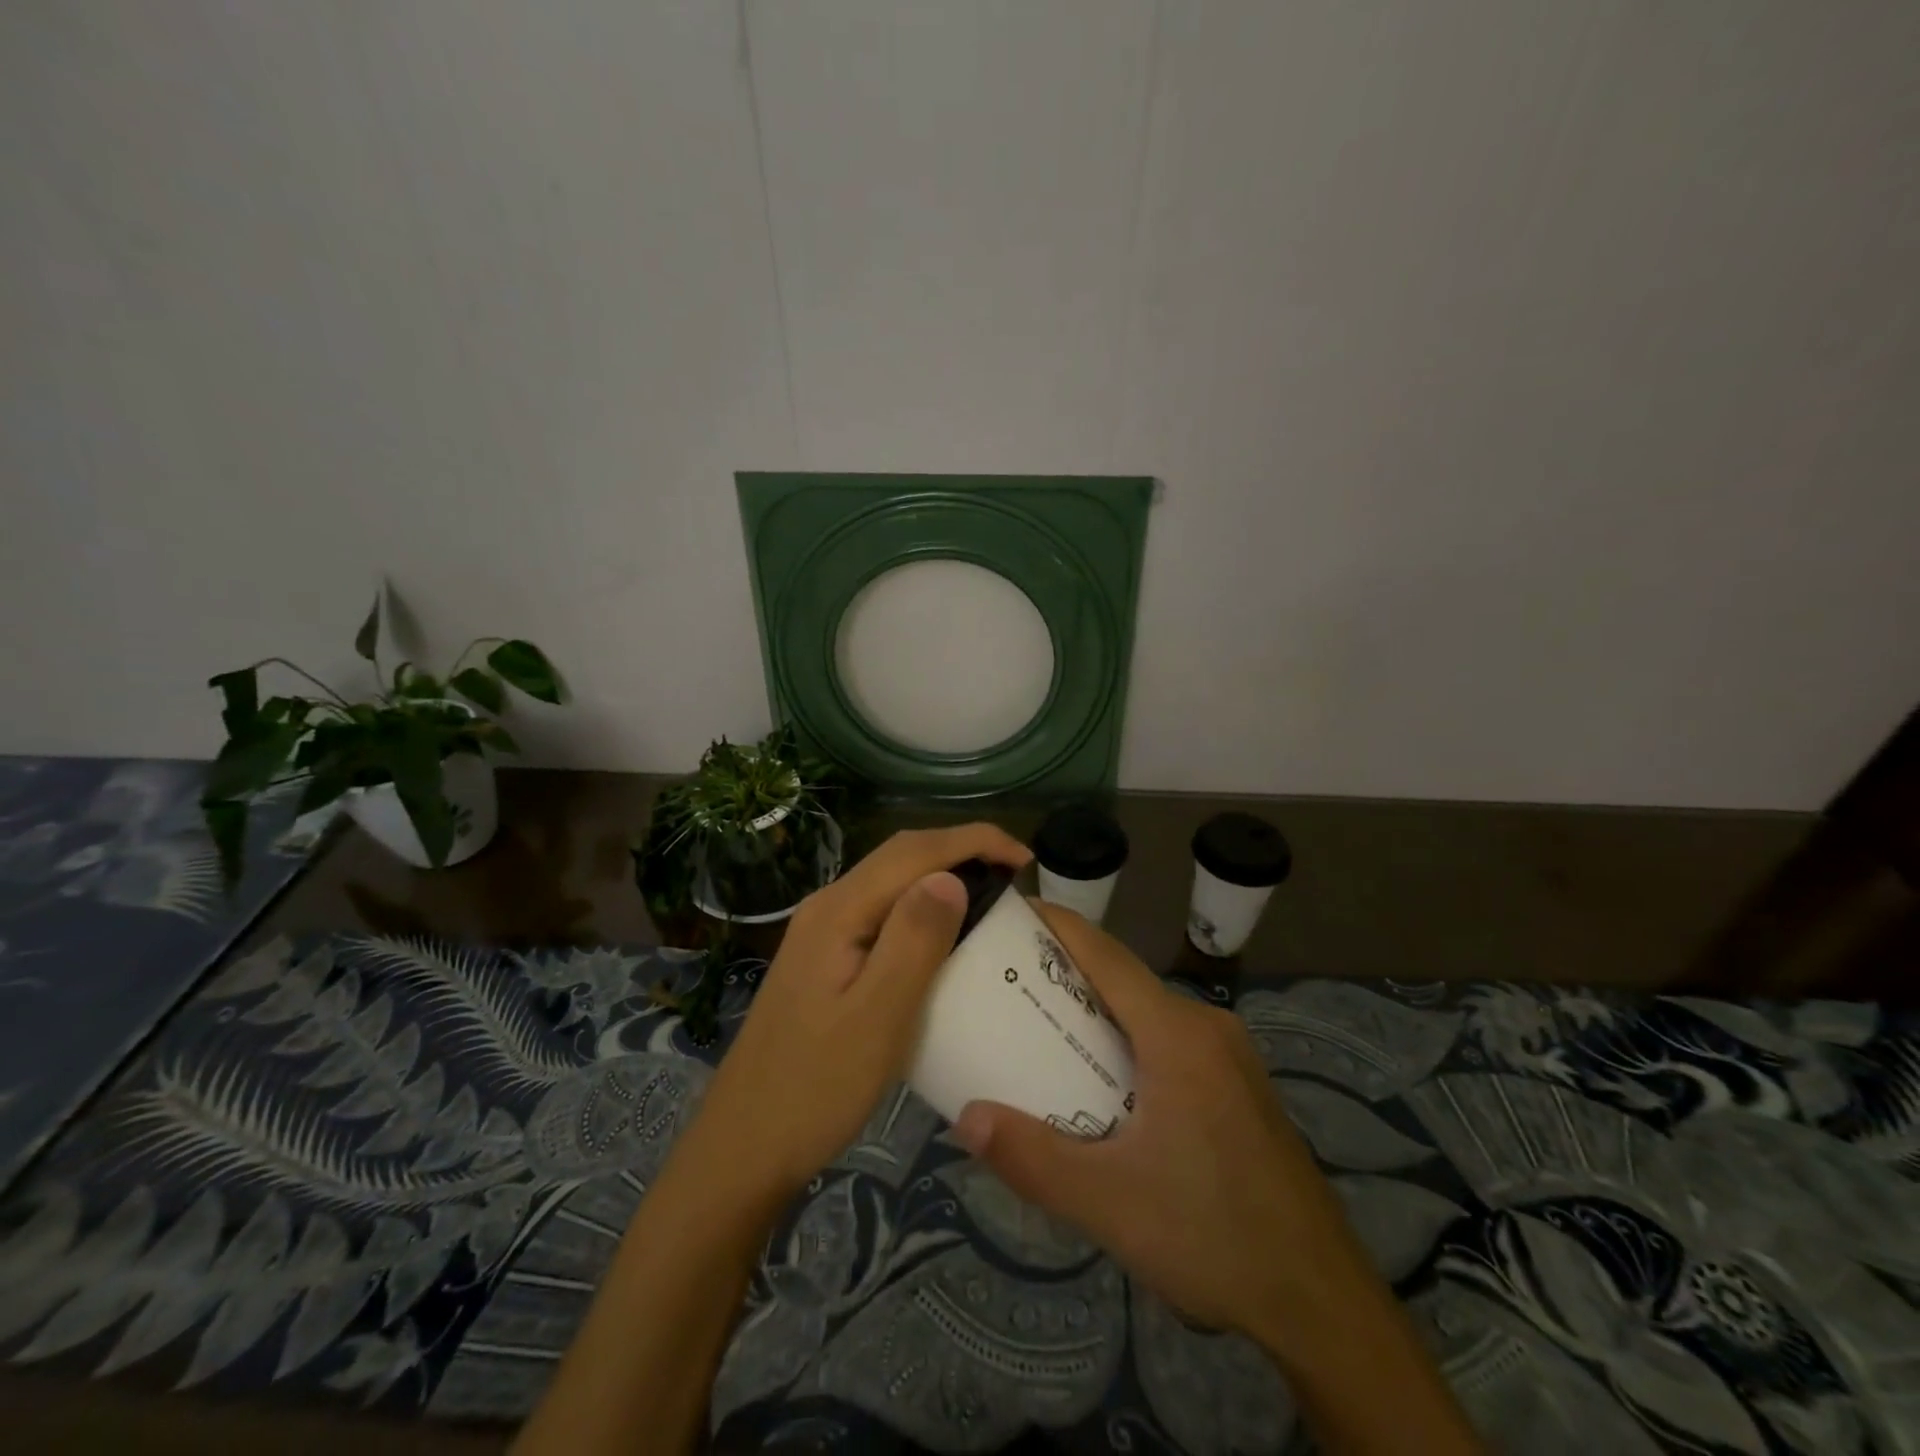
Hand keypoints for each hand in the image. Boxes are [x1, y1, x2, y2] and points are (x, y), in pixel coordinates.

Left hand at [688, 824, 1031, 1203]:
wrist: (744, 1146)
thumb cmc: (816, 1088)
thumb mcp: (877, 1017)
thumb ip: (914, 939)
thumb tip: (952, 876)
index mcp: (839, 911)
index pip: (914, 850)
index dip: (974, 841)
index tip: (1026, 860)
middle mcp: (828, 907)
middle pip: (901, 855)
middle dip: (962, 850)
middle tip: (1016, 877)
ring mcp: (822, 933)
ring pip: (891, 882)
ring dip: (942, 875)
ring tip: (991, 898)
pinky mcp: (825, 959)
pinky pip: (883, 913)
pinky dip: (922, 908)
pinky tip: (944, 936)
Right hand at [951, 901, 1368, 1345]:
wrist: (1322, 1304)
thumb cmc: (1213, 1236)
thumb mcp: (1109, 1203)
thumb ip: (1031, 1158)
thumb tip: (966, 1117)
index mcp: (1178, 1034)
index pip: (1106, 955)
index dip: (1058, 926)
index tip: (1011, 911)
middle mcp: (1206, 1028)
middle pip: (1124, 981)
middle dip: (1065, 972)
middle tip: (1006, 980)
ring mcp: (1230, 1057)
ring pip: (1148, 1012)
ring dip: (1097, 1011)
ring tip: (1041, 1027)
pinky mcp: (1239, 1086)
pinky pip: (1170, 1041)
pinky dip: (1127, 1040)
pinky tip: (1101, 1080)